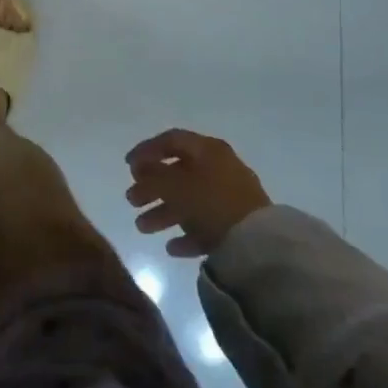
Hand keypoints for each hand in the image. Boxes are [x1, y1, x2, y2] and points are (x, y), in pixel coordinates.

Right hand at [125, 129, 270, 257]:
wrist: (259, 244)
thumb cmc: (211, 203)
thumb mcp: (175, 185)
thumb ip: (153, 174)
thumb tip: (140, 167)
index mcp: (208, 149)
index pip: (171, 140)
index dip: (146, 150)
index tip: (127, 166)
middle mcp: (220, 168)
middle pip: (178, 173)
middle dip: (151, 187)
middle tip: (131, 200)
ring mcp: (230, 197)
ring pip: (190, 200)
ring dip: (163, 212)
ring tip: (142, 227)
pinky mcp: (237, 225)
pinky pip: (205, 224)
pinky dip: (186, 233)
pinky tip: (171, 247)